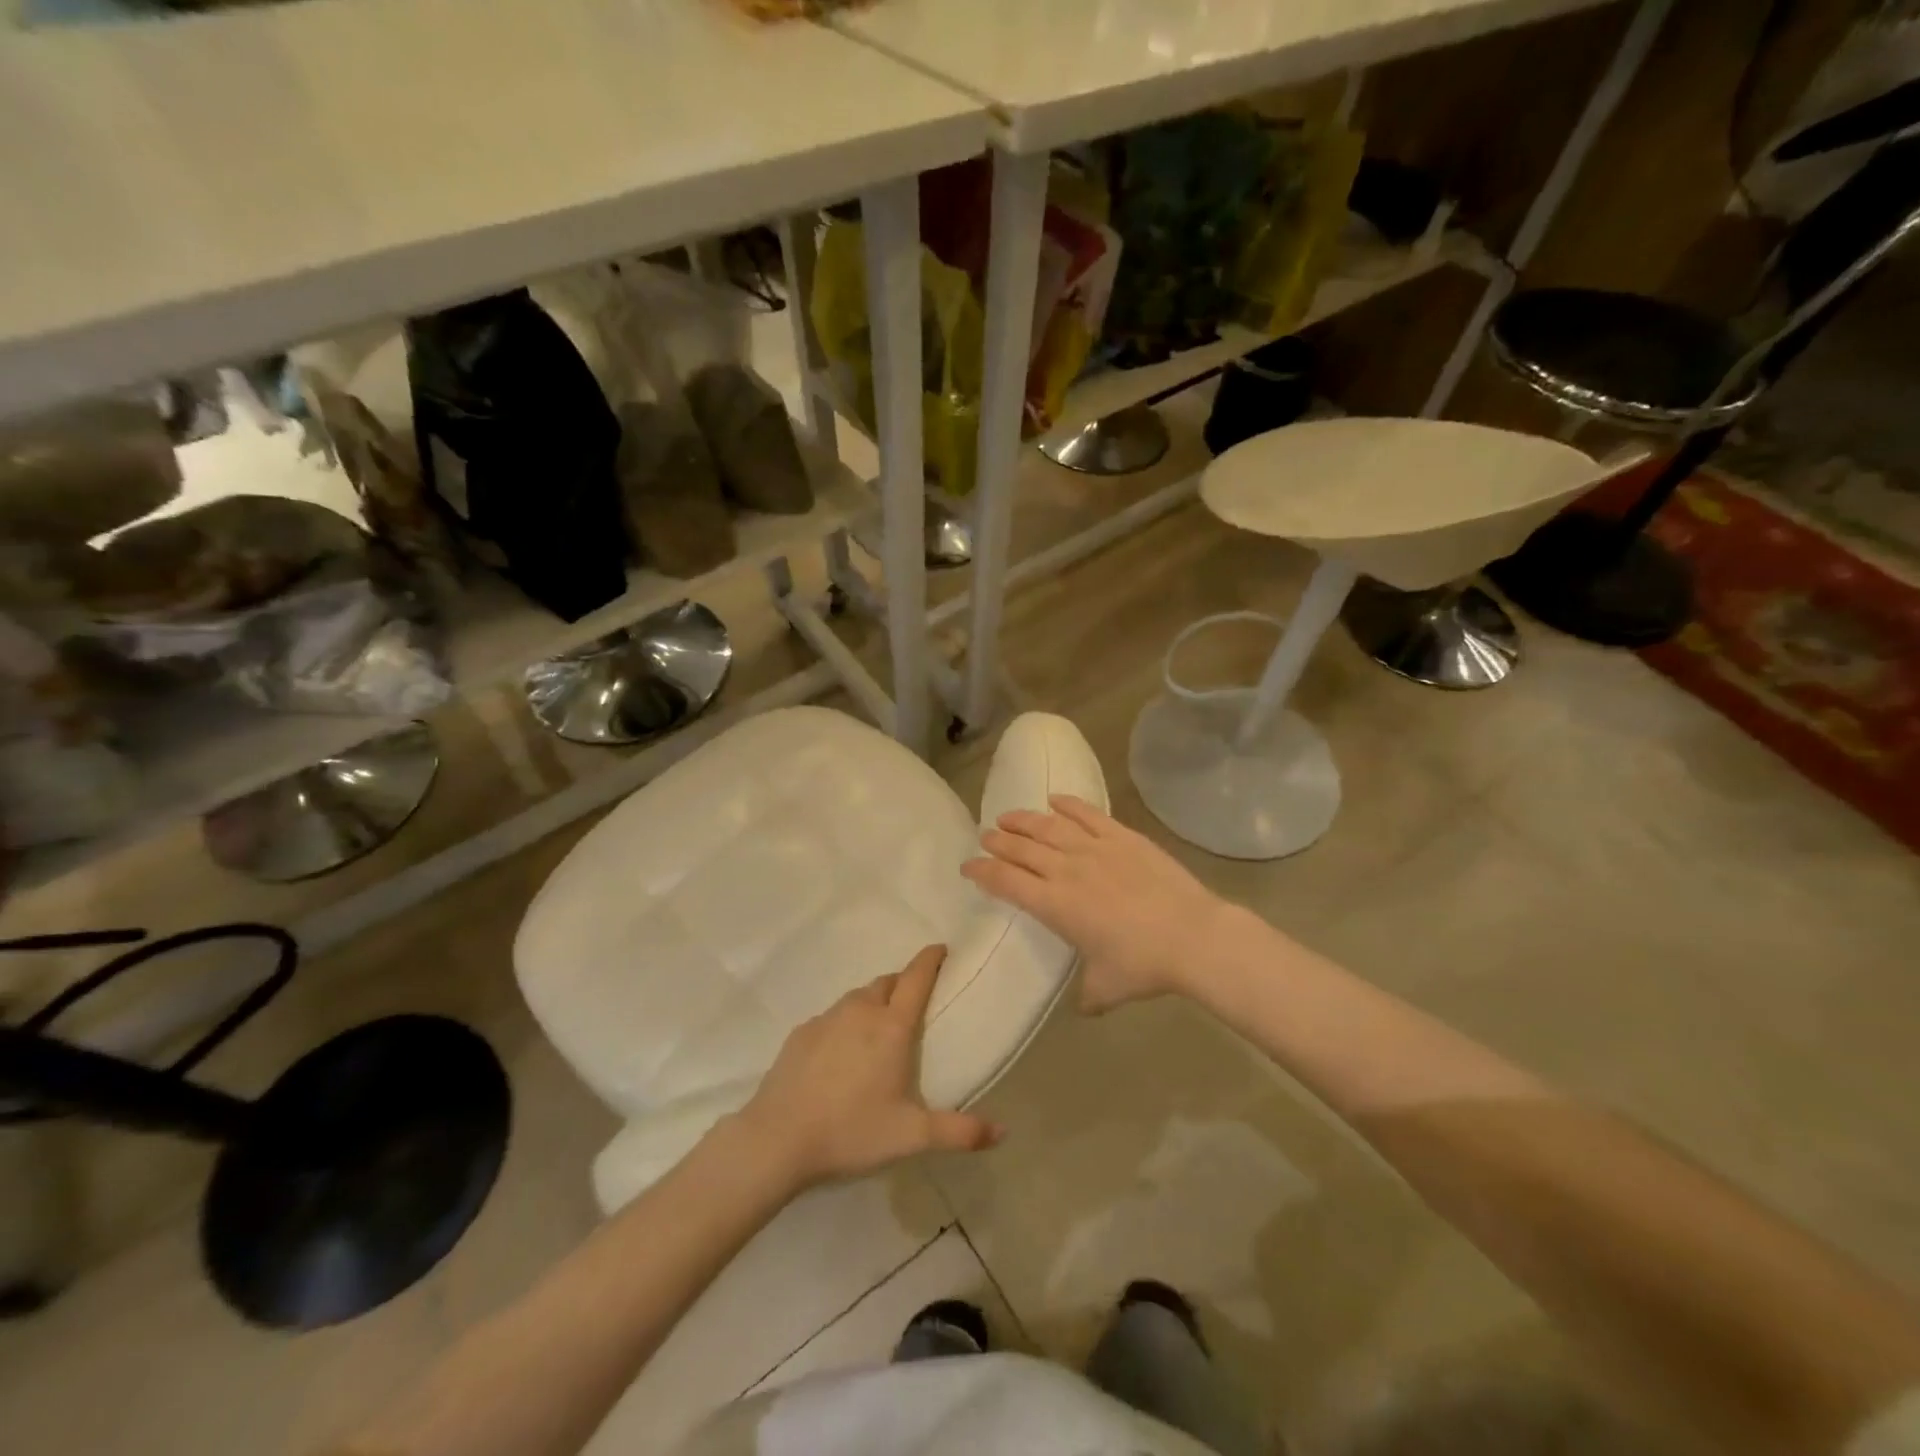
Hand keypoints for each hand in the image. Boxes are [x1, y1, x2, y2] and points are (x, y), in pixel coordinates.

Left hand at [737, 945, 1001, 1189]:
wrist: (778, 1139)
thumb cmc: (851, 1131)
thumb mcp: (910, 1136)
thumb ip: (958, 1132)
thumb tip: (1003, 1133)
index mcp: (891, 1026)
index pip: (917, 977)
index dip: (931, 959)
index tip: (942, 949)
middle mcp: (860, 1011)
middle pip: (888, 982)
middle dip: (904, 984)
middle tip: (914, 1003)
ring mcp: (827, 1018)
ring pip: (858, 997)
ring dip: (874, 1002)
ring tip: (879, 1029)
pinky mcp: (801, 1032)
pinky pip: (832, 1016)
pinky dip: (845, 1023)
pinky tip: (841, 1053)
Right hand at [962, 795, 1230, 1012]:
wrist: (1192, 936)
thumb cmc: (1143, 965)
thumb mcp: (1107, 988)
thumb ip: (1088, 994)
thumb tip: (1084, 1007)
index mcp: (1055, 905)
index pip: (1006, 882)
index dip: (982, 872)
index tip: (968, 867)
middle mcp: (1066, 870)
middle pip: (1021, 848)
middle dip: (998, 842)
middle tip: (985, 837)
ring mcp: (1094, 848)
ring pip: (1048, 826)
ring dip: (1023, 820)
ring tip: (1008, 817)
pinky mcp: (1122, 836)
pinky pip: (1087, 814)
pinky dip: (1068, 804)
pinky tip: (1054, 799)